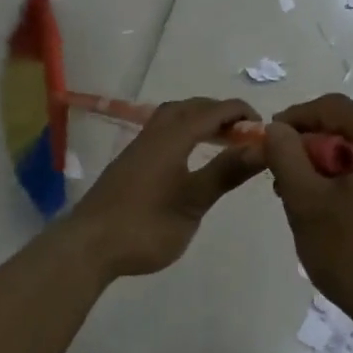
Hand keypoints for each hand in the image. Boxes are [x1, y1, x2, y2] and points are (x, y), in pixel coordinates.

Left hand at [65, 98, 263, 280]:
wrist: (89, 246)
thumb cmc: (145, 225)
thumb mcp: (193, 202)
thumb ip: (226, 172)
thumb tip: (261, 148)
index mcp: (172, 138)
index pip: (213, 111)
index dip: (240, 113)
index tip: (264, 128)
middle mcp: (154, 134)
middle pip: (190, 107)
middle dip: (219, 112)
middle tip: (243, 132)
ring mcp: (138, 148)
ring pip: (172, 118)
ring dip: (199, 120)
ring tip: (220, 140)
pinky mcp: (129, 163)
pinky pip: (163, 132)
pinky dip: (184, 133)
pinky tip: (189, 158)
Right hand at [264, 94, 352, 332]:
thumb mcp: (308, 204)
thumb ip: (286, 157)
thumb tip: (277, 128)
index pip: (334, 108)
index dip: (295, 117)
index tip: (268, 140)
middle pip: (349, 133)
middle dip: (310, 151)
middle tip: (281, 182)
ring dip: (327, 172)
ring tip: (302, 205)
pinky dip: (349, 188)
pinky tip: (332, 219)